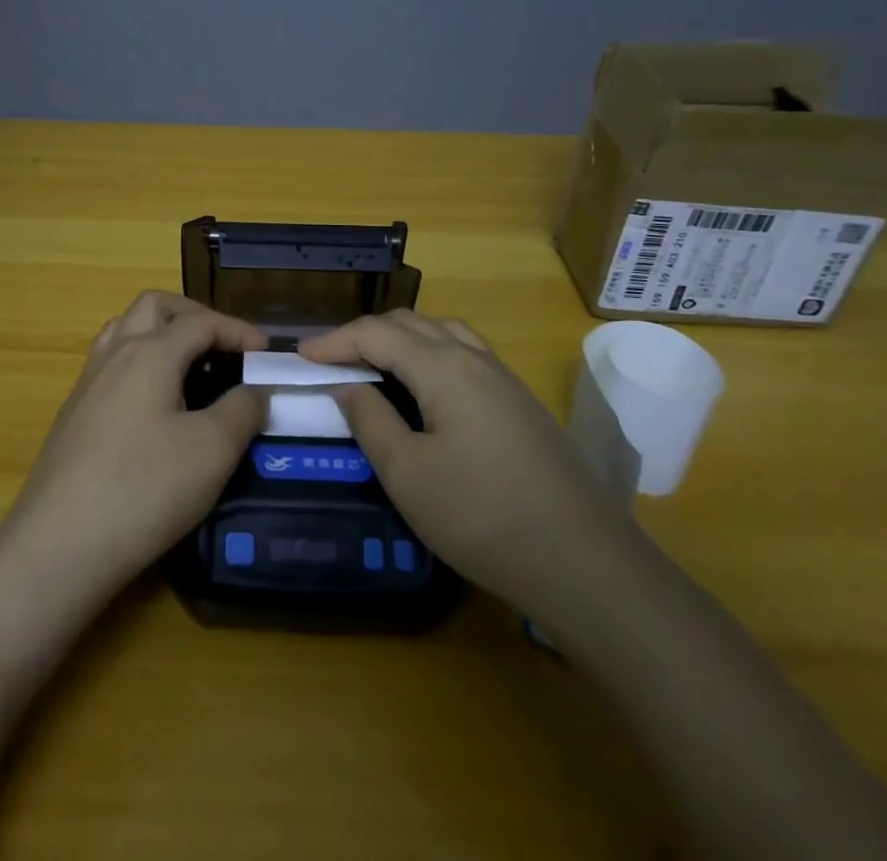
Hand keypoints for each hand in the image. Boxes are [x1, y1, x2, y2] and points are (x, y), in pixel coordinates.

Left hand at [4, 292, 267, 589]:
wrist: (59, 544)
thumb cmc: (144, 488)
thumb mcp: (212, 451)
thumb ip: (243, 410)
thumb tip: (257, 390)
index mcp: (150, 353)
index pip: (201, 321)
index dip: (238, 330)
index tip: (266, 355)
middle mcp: (115, 354)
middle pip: (154, 306)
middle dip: (194, 314)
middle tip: (222, 345)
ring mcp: (88, 382)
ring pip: (124, 329)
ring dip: (160, 332)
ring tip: (188, 365)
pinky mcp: (74, 413)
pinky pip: (110, 363)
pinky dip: (139, 361)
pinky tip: (153, 404)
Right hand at [301, 311, 641, 620]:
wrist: (585, 563)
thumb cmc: (482, 517)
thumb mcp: (408, 474)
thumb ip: (370, 420)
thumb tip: (347, 385)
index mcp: (443, 366)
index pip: (376, 333)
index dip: (334, 341)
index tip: (300, 357)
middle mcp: (475, 358)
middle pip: (410, 324)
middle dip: (365, 335)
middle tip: (331, 361)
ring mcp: (505, 379)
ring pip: (442, 334)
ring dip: (401, 340)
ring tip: (374, 366)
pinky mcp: (522, 403)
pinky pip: (465, 355)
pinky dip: (431, 355)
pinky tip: (426, 390)